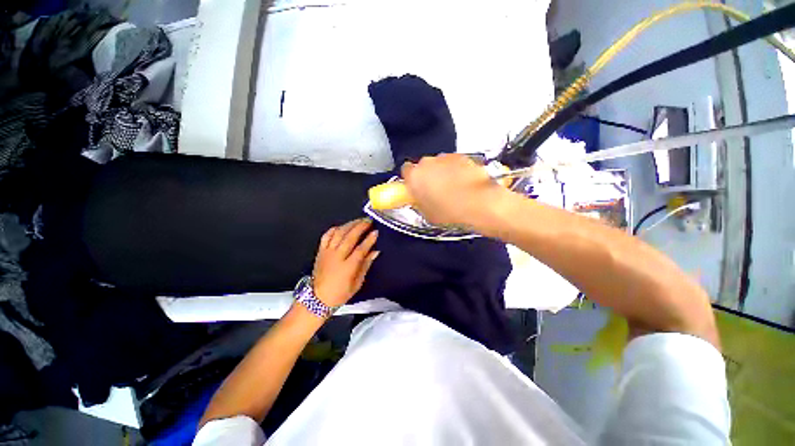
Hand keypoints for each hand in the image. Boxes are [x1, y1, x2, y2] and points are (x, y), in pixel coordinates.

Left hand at [312, 218, 378, 306]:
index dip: (369, 240)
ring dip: (349, 225)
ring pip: (338, 233)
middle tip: (368, 221)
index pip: (360, 249)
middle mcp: (337, 257)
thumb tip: (375, 252)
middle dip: (360, 227)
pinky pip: (326, 236)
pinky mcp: (320, 251)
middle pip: (349, 237)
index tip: (376, 232)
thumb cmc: (340, 293)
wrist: (317, 299)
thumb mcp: (357, 283)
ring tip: (358, 220)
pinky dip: (334, 229)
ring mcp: (327, 253)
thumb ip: (366, 265)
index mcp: (347, 267)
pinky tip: (341, 226)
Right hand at [401, 154, 505, 227]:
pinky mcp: (462, 156)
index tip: (415, 186)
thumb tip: (420, 198)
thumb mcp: (427, 214)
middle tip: (435, 190)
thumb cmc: (450, 211)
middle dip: (428, 175)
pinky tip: (464, 184)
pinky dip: (457, 170)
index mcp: (415, 176)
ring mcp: (446, 158)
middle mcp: (428, 162)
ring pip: (439, 164)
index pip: (406, 170)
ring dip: (443, 172)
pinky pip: (454, 163)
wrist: (479, 203)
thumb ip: (420, 202)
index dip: (410, 178)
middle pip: (423, 166)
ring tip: (453, 188)